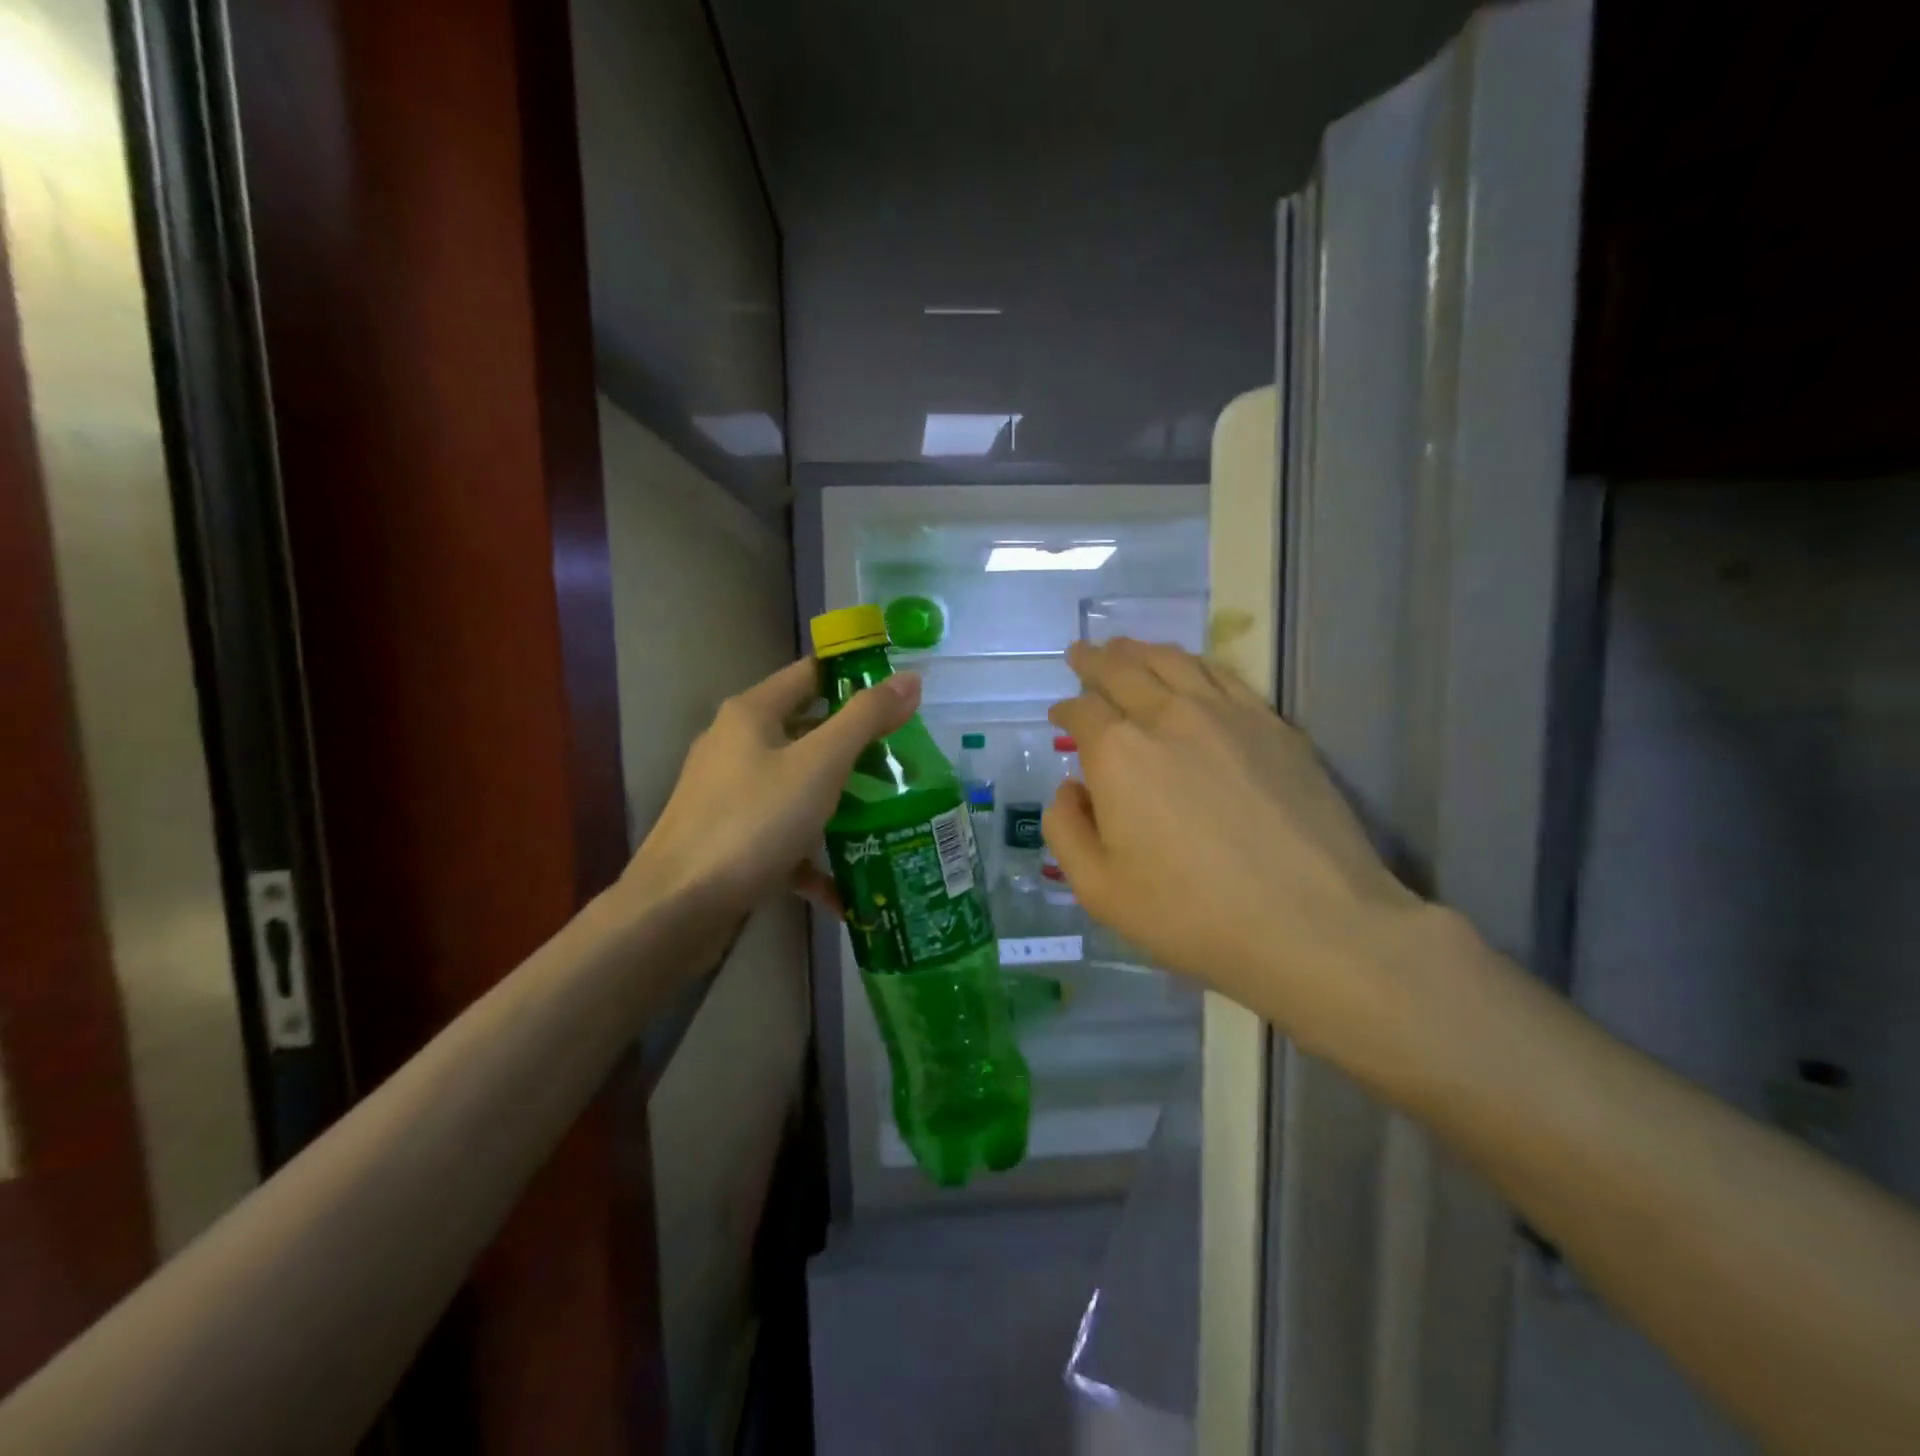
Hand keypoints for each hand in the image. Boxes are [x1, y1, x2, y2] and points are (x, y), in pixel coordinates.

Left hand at [618, 657, 920, 921]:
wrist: (676, 909)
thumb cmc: (753, 823)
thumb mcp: (819, 765)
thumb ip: (865, 719)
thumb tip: (909, 679)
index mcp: (752, 714)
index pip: (810, 673)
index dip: (855, 675)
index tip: (901, 693)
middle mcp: (735, 745)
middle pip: (806, 731)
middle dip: (856, 746)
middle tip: (904, 760)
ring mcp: (728, 795)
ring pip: (796, 785)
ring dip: (839, 800)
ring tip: (888, 815)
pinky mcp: (728, 839)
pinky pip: (781, 836)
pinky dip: (812, 855)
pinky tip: (846, 889)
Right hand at [1045, 639, 1424, 1051]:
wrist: (1313, 925)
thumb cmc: (1192, 915)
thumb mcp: (1099, 890)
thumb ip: (1067, 831)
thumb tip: (1070, 788)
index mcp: (1119, 753)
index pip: (1082, 711)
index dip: (1064, 710)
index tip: (1058, 716)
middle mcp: (1168, 717)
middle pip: (1123, 671)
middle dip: (1095, 661)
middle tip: (1082, 652)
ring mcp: (1228, 715)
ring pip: (1174, 663)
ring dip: (1141, 651)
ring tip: (1125, 647)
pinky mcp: (1275, 726)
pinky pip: (1225, 676)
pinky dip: (1194, 663)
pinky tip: (1190, 667)